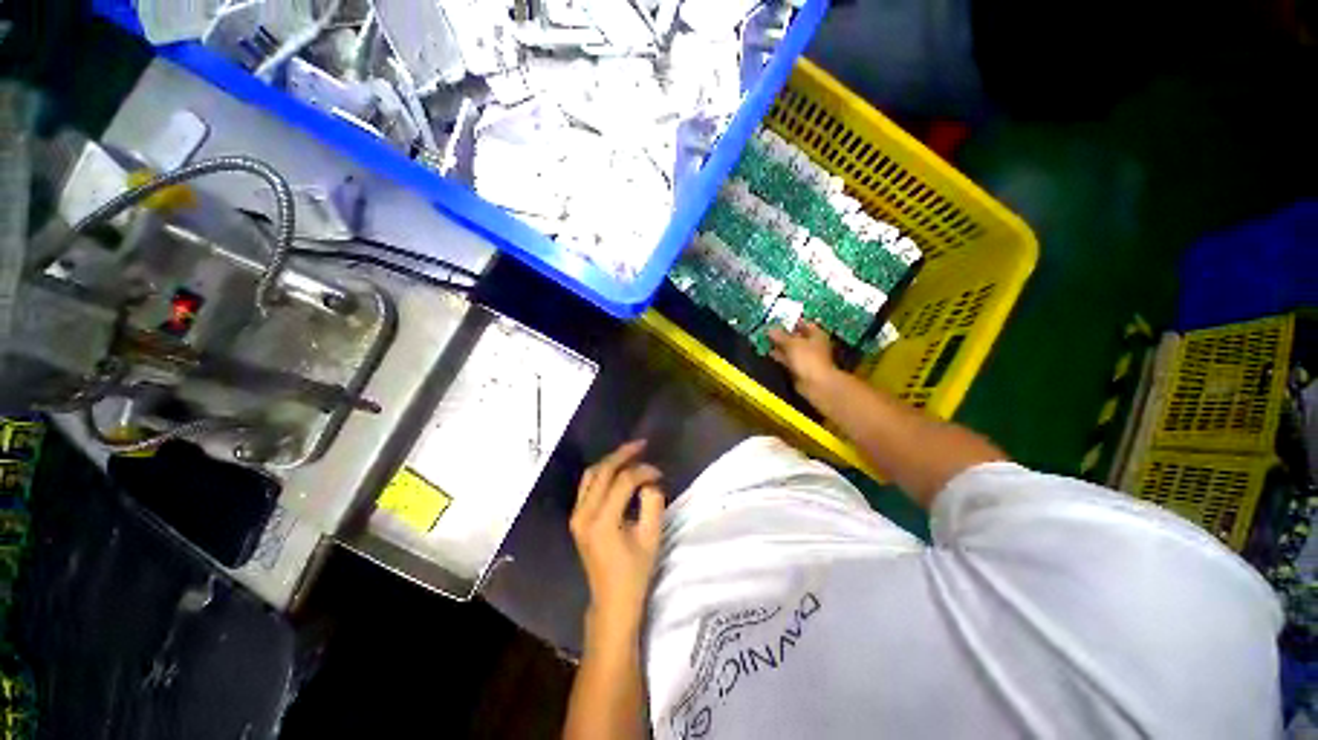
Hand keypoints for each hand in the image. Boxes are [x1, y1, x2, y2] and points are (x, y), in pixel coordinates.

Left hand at [571, 440, 666, 633]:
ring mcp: (576, 516)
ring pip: (591, 475)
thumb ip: (653, 503)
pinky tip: (617, 469)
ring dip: (610, 461)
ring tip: (630, 452)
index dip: (643, 471)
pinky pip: (587, 485)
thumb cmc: (635, 572)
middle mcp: (584, 514)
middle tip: (642, 445)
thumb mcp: (651, 538)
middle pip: (602, 471)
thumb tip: (649, 482)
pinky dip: (602, 472)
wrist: (611, 601)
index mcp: (602, 521)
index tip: (659, 473)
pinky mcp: (577, 518)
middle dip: (623, 454)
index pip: (623, 481)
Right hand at [768, 321, 838, 394]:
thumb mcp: (792, 344)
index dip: (792, 321)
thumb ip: (780, 336)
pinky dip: (780, 356)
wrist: (815, 383)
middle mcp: (812, 345)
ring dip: (780, 346)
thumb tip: (770, 330)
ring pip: (791, 349)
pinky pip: (788, 359)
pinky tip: (769, 353)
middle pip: (797, 336)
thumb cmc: (807, 358)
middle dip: (783, 334)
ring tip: (766, 341)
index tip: (778, 320)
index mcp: (816, 335)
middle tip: (768, 330)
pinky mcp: (799, 368)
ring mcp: (806, 357)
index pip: (804, 324)